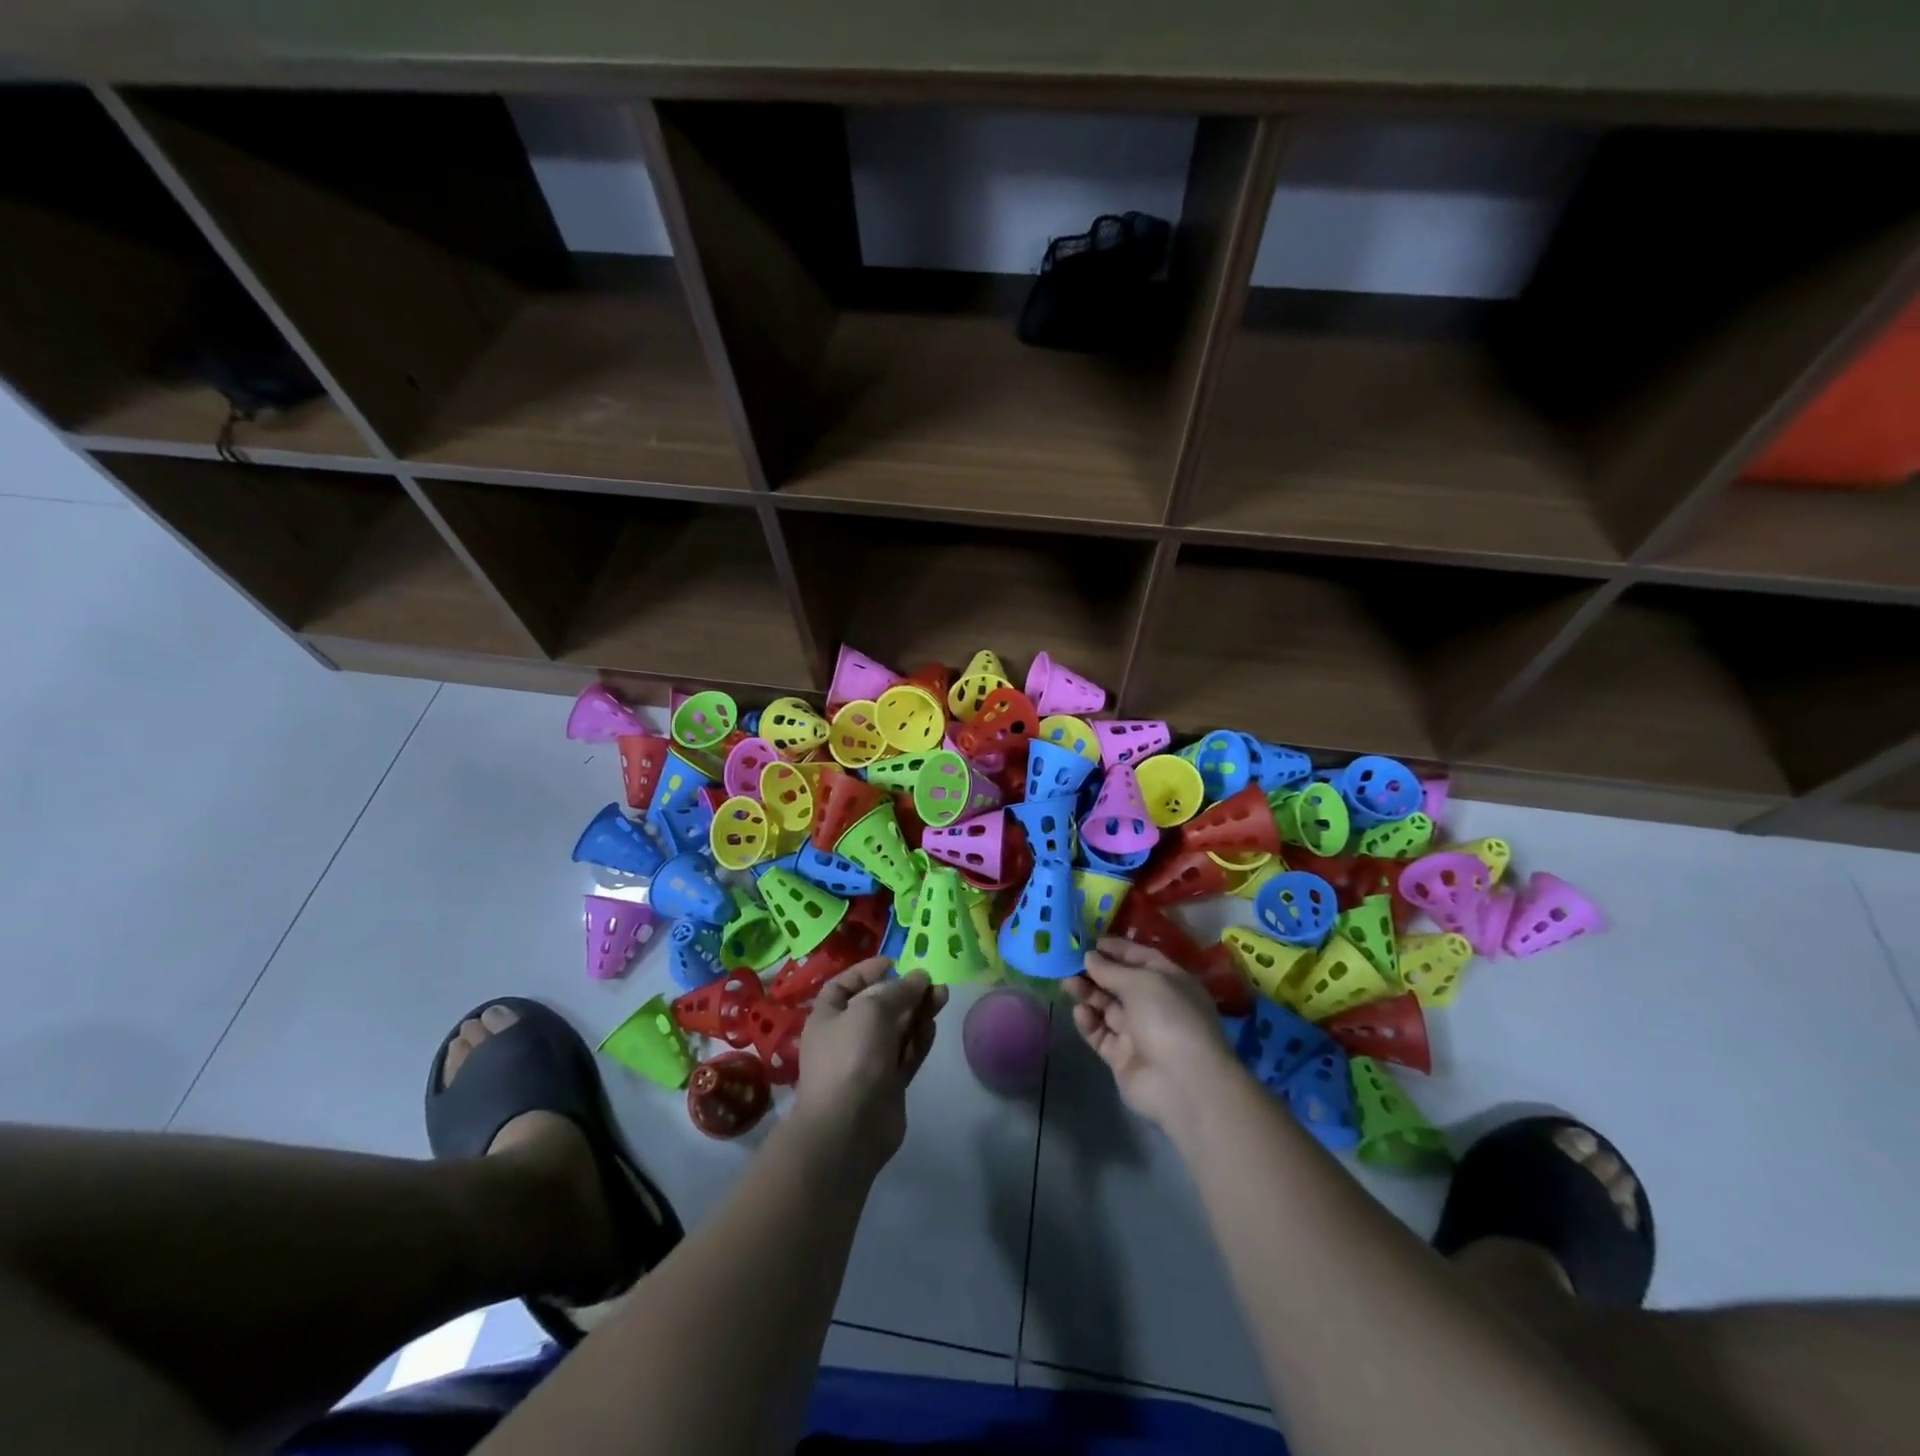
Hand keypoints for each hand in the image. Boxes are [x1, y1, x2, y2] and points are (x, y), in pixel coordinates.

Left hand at [795, 959, 947, 1171]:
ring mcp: (869, 1062)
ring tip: (942, 996)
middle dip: (904, 992)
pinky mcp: (889, 1084)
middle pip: (878, 1006)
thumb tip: (919, 978)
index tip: (894, 963)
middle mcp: (847, 1037)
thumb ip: (898, 991)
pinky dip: (920, 1040)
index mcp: (828, 1017)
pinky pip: (907, 1055)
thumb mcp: (872, 1010)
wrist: (848, 1128)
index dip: (867, 971)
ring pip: (897, 1030)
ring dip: (918, 1012)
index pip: (844, 985)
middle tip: (931, 982)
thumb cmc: (851, 1057)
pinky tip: (934, 1026)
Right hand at [1066, 937, 1237, 1132]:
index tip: (1090, 942)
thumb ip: (1111, 970)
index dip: (1117, 949)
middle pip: (1120, 983)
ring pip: (1107, 1008)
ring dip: (1088, 994)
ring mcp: (1139, 1033)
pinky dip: (1090, 1023)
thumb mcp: (1141, 982)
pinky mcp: (1123, 1057)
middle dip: (1096, 972)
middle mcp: (1156, 1005)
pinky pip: (1102, 1035)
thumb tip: (1089, 957)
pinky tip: (1079, 1013)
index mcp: (1170, 982)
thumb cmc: (1168, 1017)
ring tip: (1067, 984)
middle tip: (1069, 963)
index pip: (1141, 958)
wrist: (1183, 1083)